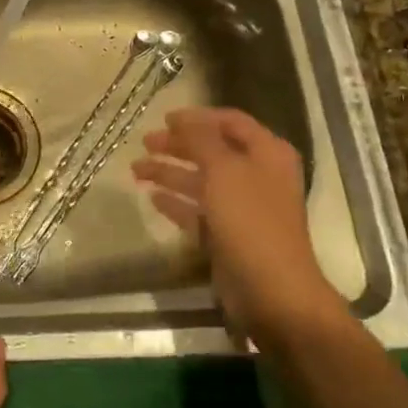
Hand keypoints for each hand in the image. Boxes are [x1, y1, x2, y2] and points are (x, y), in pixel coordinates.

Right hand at [131, 107, 347, 343]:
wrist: (271, 290)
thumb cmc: (250, 220)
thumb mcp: (224, 169)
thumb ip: (201, 139)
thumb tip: (183, 118)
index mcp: (267, 153)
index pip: (230, 122)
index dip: (197, 118)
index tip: (163, 119)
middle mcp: (257, 175)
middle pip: (212, 150)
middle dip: (178, 145)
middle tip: (144, 143)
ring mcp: (242, 207)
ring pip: (201, 181)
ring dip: (170, 173)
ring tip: (136, 170)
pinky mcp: (227, 235)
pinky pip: (197, 211)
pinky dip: (176, 202)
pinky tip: (152, 198)